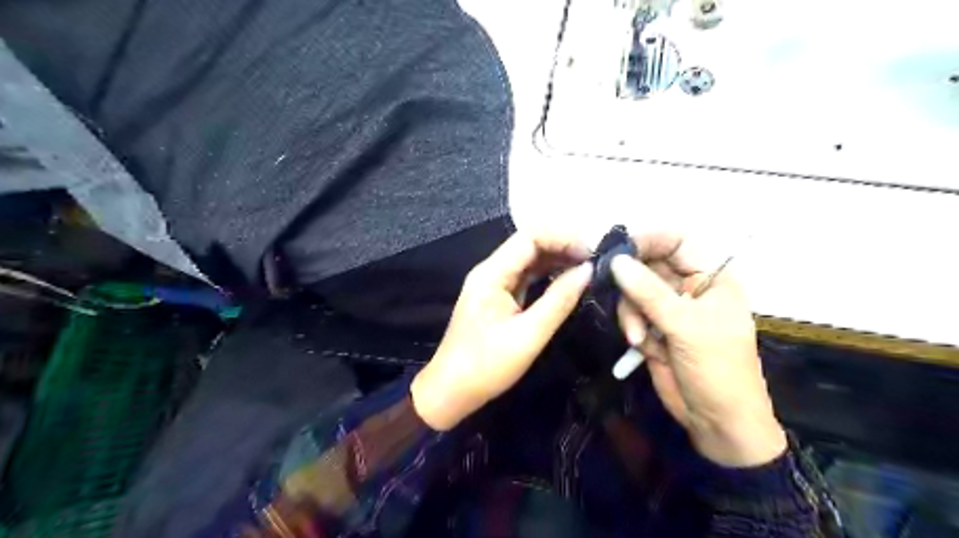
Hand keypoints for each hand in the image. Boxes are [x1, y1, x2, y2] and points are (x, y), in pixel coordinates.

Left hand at [410, 233, 593, 429]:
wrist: (451, 390)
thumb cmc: (487, 366)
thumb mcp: (529, 335)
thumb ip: (559, 300)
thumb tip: (588, 271)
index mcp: (492, 274)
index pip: (530, 236)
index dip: (563, 238)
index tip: (591, 254)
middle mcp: (491, 271)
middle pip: (529, 243)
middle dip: (562, 246)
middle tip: (594, 262)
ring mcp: (493, 283)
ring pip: (529, 259)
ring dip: (557, 260)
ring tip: (587, 269)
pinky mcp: (497, 296)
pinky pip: (525, 276)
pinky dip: (547, 275)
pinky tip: (567, 280)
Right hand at [610, 236, 781, 465]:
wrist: (716, 423)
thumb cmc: (718, 370)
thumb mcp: (687, 327)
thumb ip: (649, 293)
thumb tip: (616, 261)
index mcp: (711, 277)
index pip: (676, 241)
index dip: (648, 241)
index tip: (618, 252)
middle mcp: (688, 287)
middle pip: (648, 265)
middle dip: (633, 285)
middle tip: (618, 296)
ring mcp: (668, 308)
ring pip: (633, 291)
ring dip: (631, 313)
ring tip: (638, 337)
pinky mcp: (653, 328)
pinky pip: (630, 313)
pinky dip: (631, 327)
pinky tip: (640, 346)